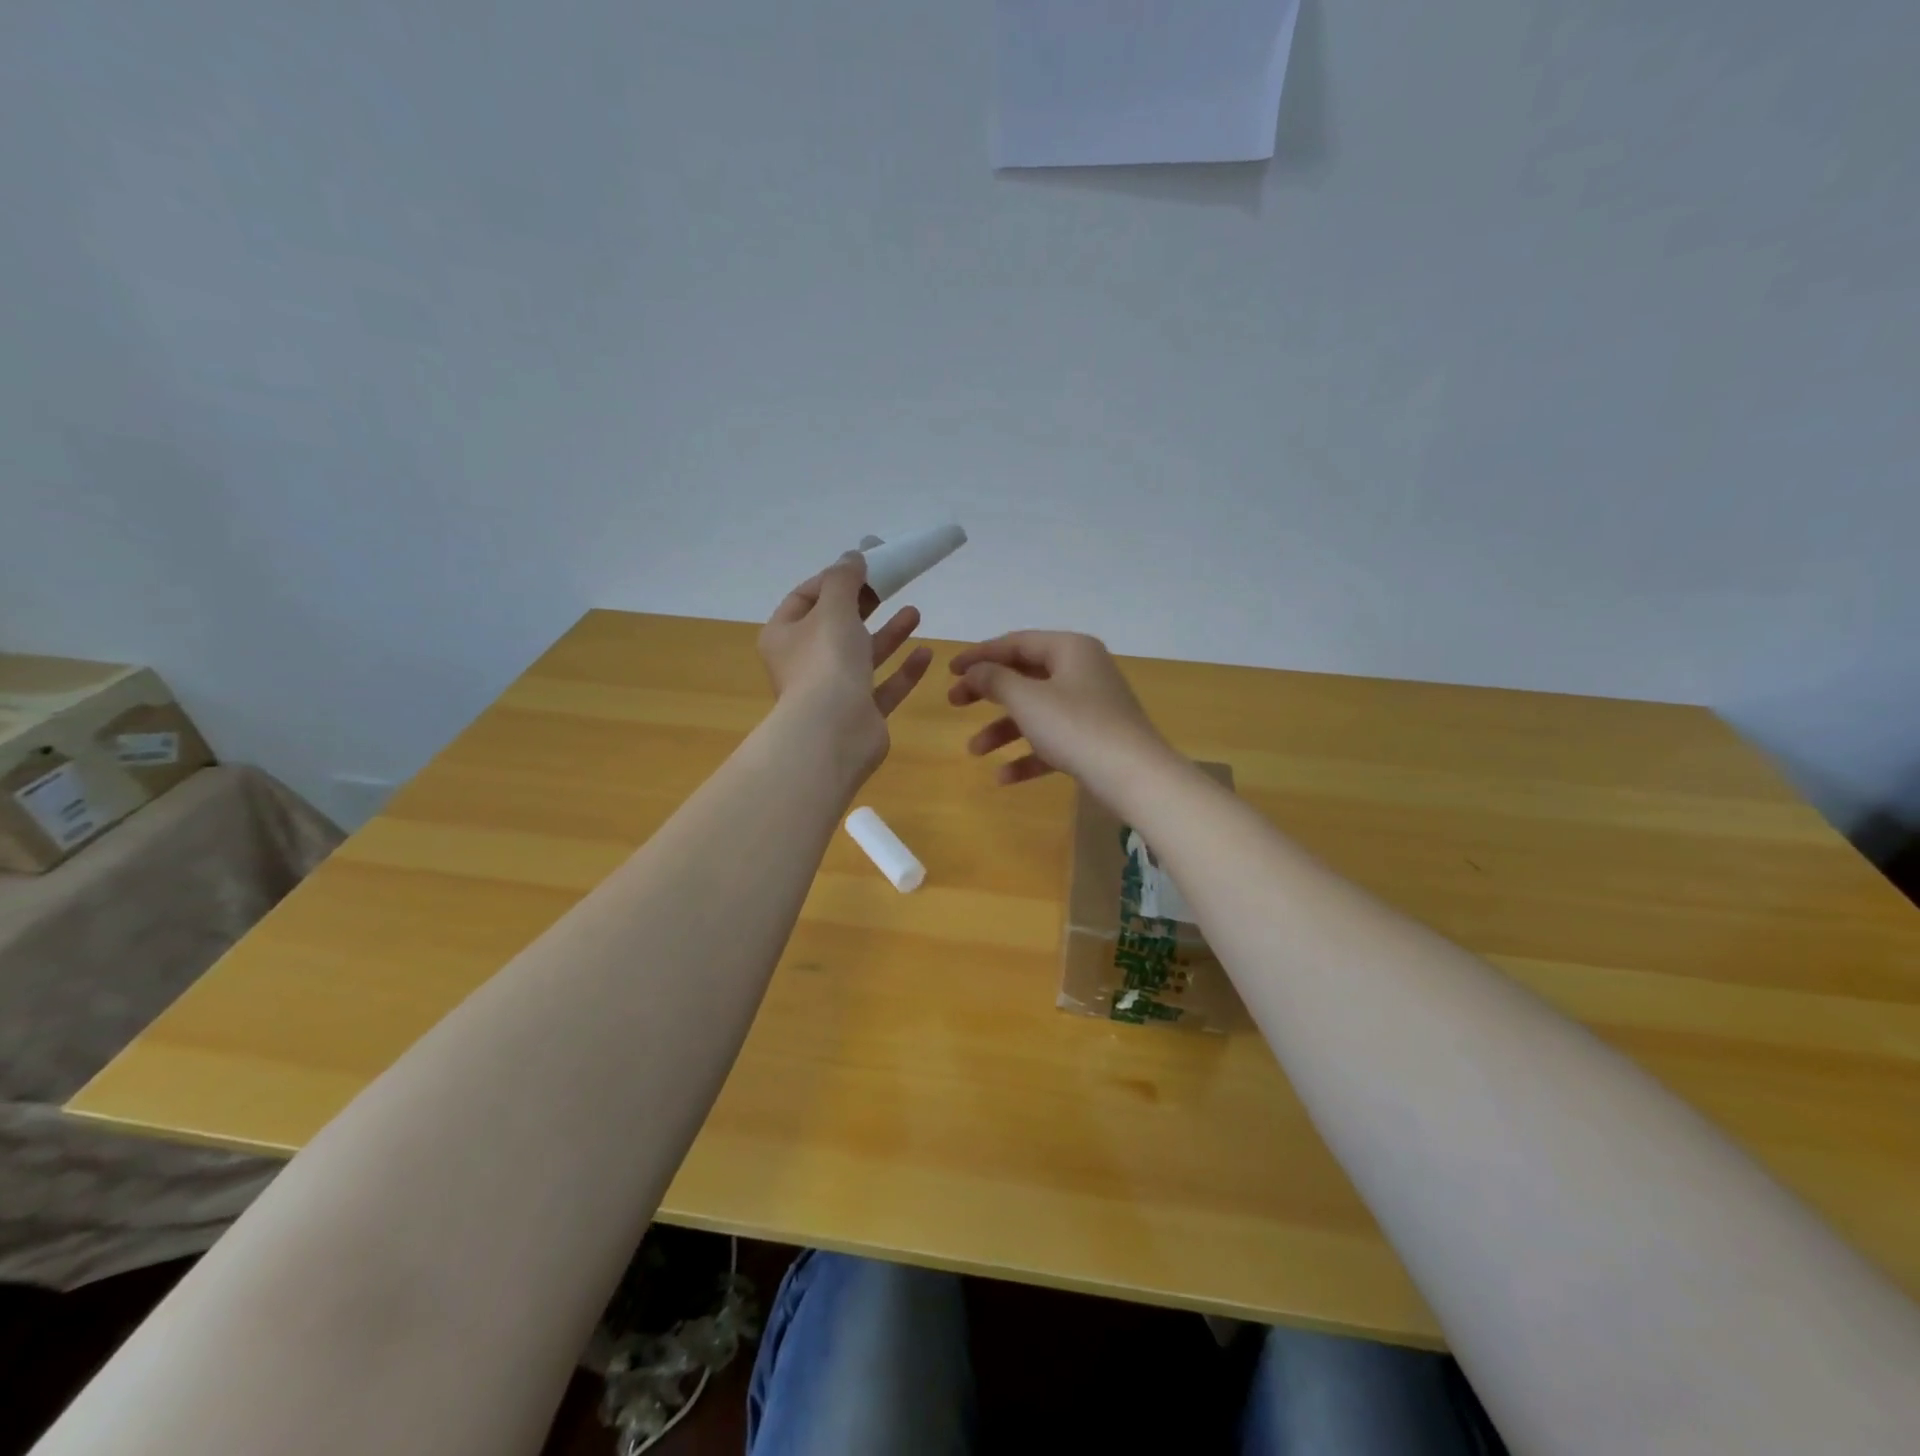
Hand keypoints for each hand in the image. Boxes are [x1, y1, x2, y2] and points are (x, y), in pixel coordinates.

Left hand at [760, 553, 932, 777]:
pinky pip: (883, 687)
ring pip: (862, 656)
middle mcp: (804, 663)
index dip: (833, 579)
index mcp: (785, 636)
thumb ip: (844, 579)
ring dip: (888, 634)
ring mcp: (832, 691)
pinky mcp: (860, 714)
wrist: (834, 732)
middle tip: (891, 584)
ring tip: (915, 612)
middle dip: (864, 605)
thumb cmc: (826, 661)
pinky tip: (926, 653)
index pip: (805, 598)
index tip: (864, 565)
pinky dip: (902, 671)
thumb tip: (852, 556)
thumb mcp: (834, 608)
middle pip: (836, 626)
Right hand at [948, 632, 1175, 796]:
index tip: (950, 670)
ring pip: (1036, 711)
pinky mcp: (1094, 739)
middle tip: (954, 703)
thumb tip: (975, 670)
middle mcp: (1082, 671)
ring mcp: (1090, 706)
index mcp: (1070, 649)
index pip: (1017, 642)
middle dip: (987, 692)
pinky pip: (1052, 740)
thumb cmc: (1076, 727)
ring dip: (1003, 729)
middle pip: (1025, 675)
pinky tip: (1003, 778)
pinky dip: (1028, 755)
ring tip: (974, 750)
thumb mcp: (1027, 699)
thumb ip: (994, 680)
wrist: (1134, 776)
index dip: (980, 655)